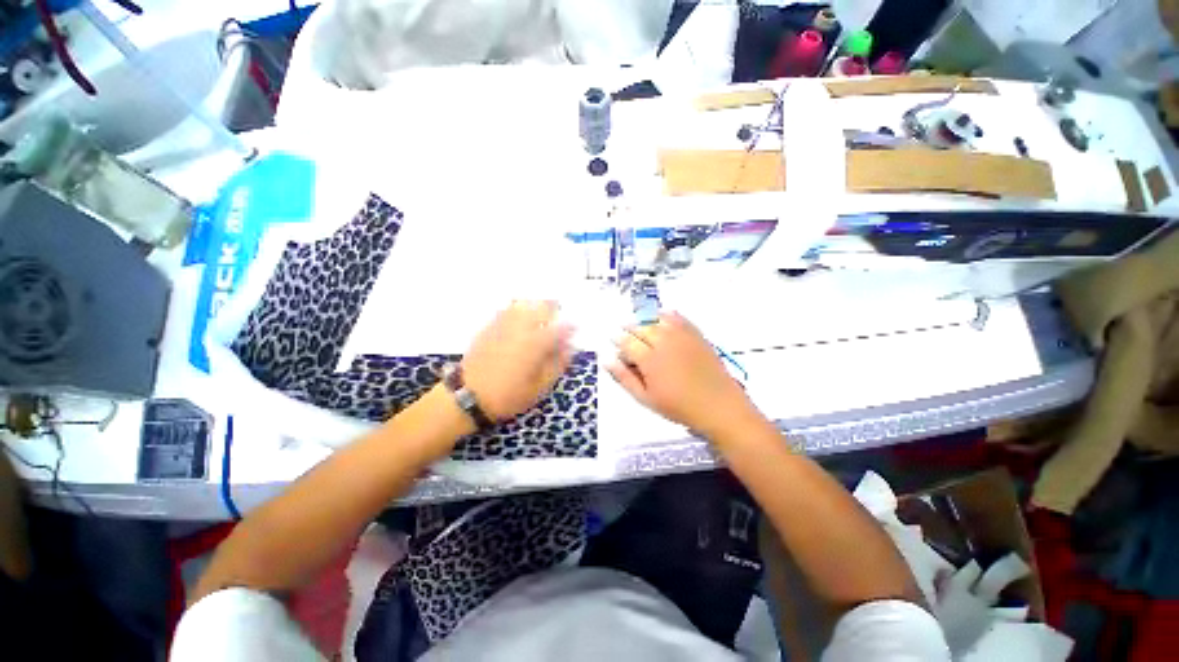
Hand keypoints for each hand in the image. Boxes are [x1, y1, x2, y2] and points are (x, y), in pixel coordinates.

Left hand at [461, 301, 572, 420]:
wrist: (468, 397)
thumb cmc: (509, 395)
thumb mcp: (539, 387)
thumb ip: (557, 365)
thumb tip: (569, 348)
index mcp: (536, 344)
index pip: (560, 328)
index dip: (571, 327)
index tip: (575, 329)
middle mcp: (521, 328)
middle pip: (542, 307)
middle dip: (554, 309)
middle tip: (558, 316)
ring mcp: (503, 325)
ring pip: (524, 304)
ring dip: (536, 306)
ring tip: (540, 314)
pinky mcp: (489, 327)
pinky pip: (506, 309)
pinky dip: (518, 309)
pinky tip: (519, 317)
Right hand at [608, 312, 756, 437]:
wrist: (718, 406)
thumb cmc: (678, 407)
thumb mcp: (646, 399)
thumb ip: (624, 378)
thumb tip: (607, 359)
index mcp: (649, 359)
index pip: (626, 342)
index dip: (617, 339)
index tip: (614, 341)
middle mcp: (663, 342)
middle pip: (640, 327)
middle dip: (629, 329)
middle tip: (625, 335)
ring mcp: (681, 335)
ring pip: (657, 319)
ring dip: (645, 321)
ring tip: (642, 328)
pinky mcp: (696, 334)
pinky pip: (678, 317)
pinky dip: (666, 315)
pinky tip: (662, 319)